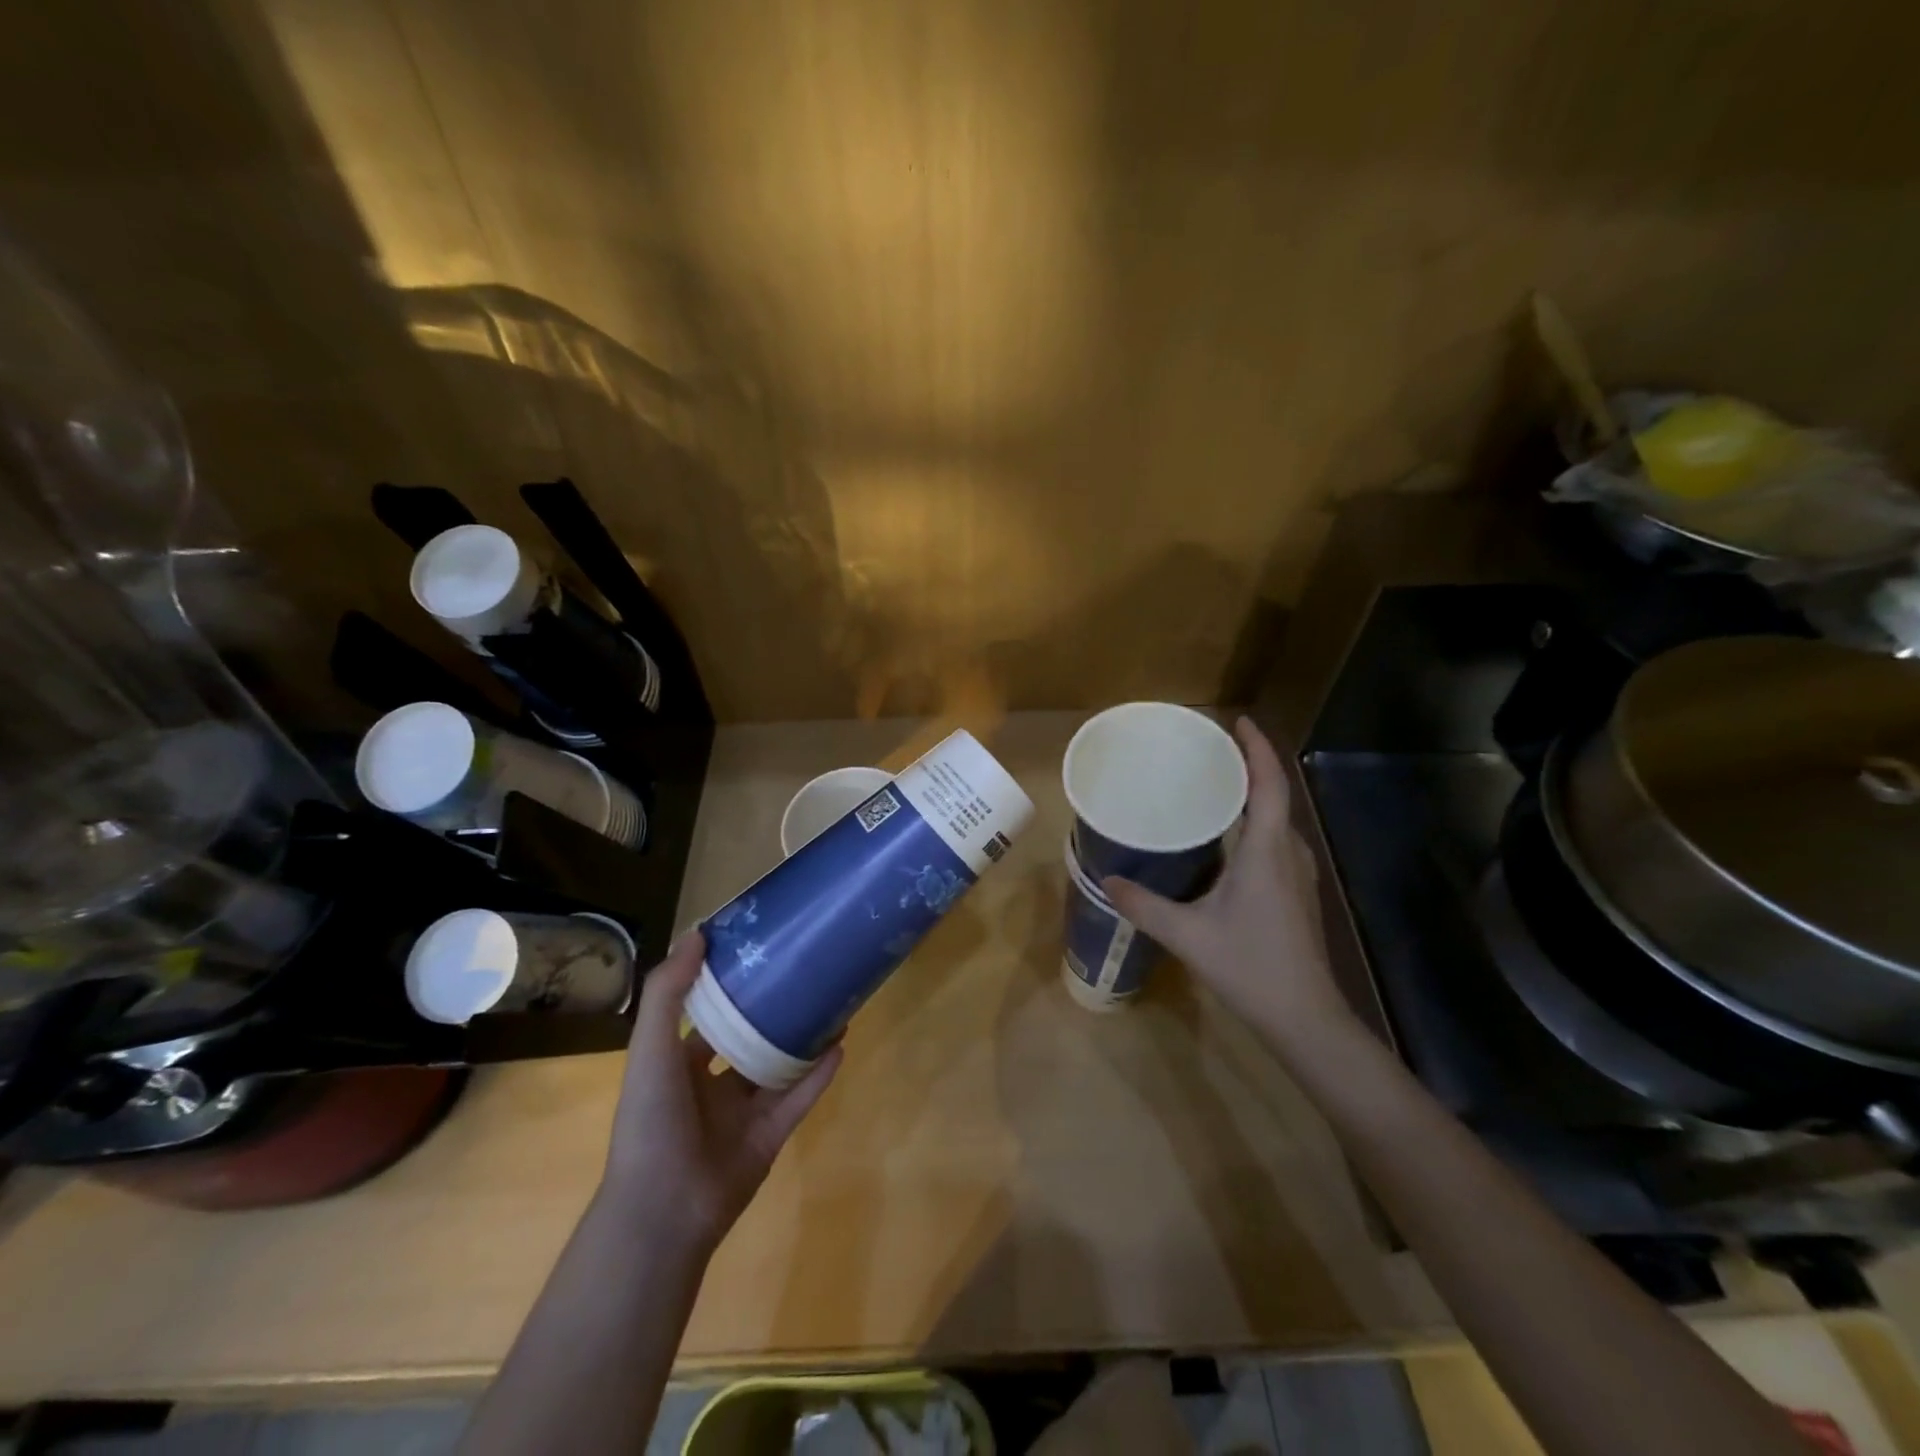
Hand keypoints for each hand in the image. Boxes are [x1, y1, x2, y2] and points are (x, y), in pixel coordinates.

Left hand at [602, 931, 841, 1253]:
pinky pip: (800, 1098)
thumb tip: (698, 934)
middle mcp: (713, 1086)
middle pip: (750, 1038)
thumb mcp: (650, 1049)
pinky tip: (841, 1043)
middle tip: (805, 972)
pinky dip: (820, 1073)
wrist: (664, 1211)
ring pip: (780, 1066)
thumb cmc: (651, 1121)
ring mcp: (745, 1113)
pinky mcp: (772, 1137)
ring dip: (804, 1038)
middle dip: (774, 1009)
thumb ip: (669, 993)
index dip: (730, 986)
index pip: (708, 1016)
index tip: (758, 951)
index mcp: (680, 1065)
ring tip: (832, 1002)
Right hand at [1103, 717, 1349, 1047]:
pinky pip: (1276, 841)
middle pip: (1275, 795)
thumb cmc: (1250, 967)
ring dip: (1253, 795)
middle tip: (1211, 751)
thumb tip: (1107, 881)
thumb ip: (1144, 905)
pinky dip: (1255, 823)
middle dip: (1249, 766)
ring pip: (1278, 820)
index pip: (1269, 785)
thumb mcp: (1187, 934)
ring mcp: (1298, 874)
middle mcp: (1289, 853)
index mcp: (1267, 852)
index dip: (1257, 749)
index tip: (1238, 721)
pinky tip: (1227, 839)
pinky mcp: (1297, 893)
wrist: (1306, 1018)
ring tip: (1215, 787)